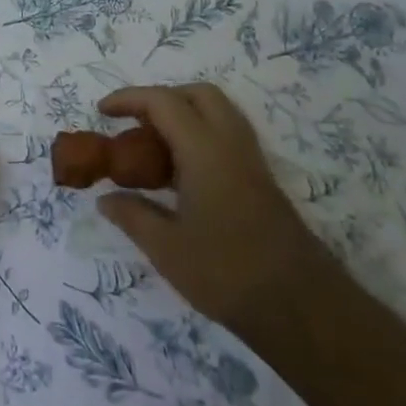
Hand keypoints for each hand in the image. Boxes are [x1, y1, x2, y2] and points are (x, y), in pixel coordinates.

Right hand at [96, 83, 327, 334]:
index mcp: (205, 151)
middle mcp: (231, 146)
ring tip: (153, 147)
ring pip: (218, 114)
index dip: (129, 99)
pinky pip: (226, 139)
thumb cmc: (228, 274)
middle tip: (134, 123)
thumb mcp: (166, 249)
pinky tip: (180, 175)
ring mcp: (252, 164)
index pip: (164, 102)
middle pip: (199, 95)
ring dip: (183, 116)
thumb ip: (132, 215)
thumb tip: (105, 199)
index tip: (102, 112)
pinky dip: (198, 139)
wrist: (304, 310)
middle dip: (162, 98)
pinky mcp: (262, 184)